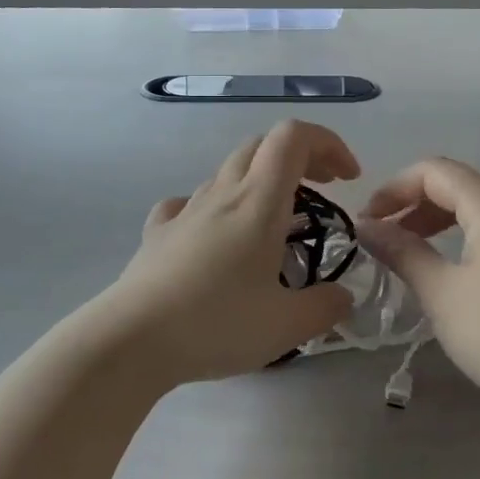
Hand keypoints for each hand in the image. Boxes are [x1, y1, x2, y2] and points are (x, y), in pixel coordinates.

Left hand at [103, 120, 359, 384]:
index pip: (294, 138)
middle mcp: (222, 194)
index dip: (328, 144)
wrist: (131, 340)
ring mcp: (186, 210)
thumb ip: (325, 308)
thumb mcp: (287, 326)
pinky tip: (216, 236)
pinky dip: (214, 207)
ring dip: (261, 182)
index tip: (348, 180)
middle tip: (323, 191)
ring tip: (276, 224)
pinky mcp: (158, 233)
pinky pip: (190, 203)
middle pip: (262, 145)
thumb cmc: (216, 323)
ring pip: (228, 172)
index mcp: (258, 202)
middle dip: (301, 158)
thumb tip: (342, 297)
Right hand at [359, 159, 479, 412]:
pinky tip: (459, 261)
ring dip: (444, 214)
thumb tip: (365, 226)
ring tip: (414, 244)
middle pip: (461, 180)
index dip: (394, 189)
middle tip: (387, 231)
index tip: (367, 221)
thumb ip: (402, 251)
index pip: (434, 172)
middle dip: (417, 199)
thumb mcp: (441, 292)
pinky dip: (471, 229)